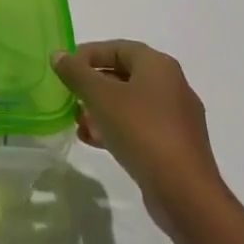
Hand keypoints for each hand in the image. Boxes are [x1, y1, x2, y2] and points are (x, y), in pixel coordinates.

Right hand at [53, 40, 225, 225]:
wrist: (186, 195)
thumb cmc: (142, 131)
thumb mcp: (100, 96)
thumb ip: (76, 72)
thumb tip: (58, 55)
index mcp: (158, 66)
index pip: (116, 48)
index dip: (87, 54)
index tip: (65, 68)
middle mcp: (172, 86)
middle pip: (123, 76)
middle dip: (92, 85)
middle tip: (70, 95)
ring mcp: (177, 119)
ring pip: (130, 104)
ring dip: (101, 109)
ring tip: (79, 123)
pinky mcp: (176, 147)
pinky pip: (140, 128)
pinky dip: (116, 129)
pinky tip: (94, 141)